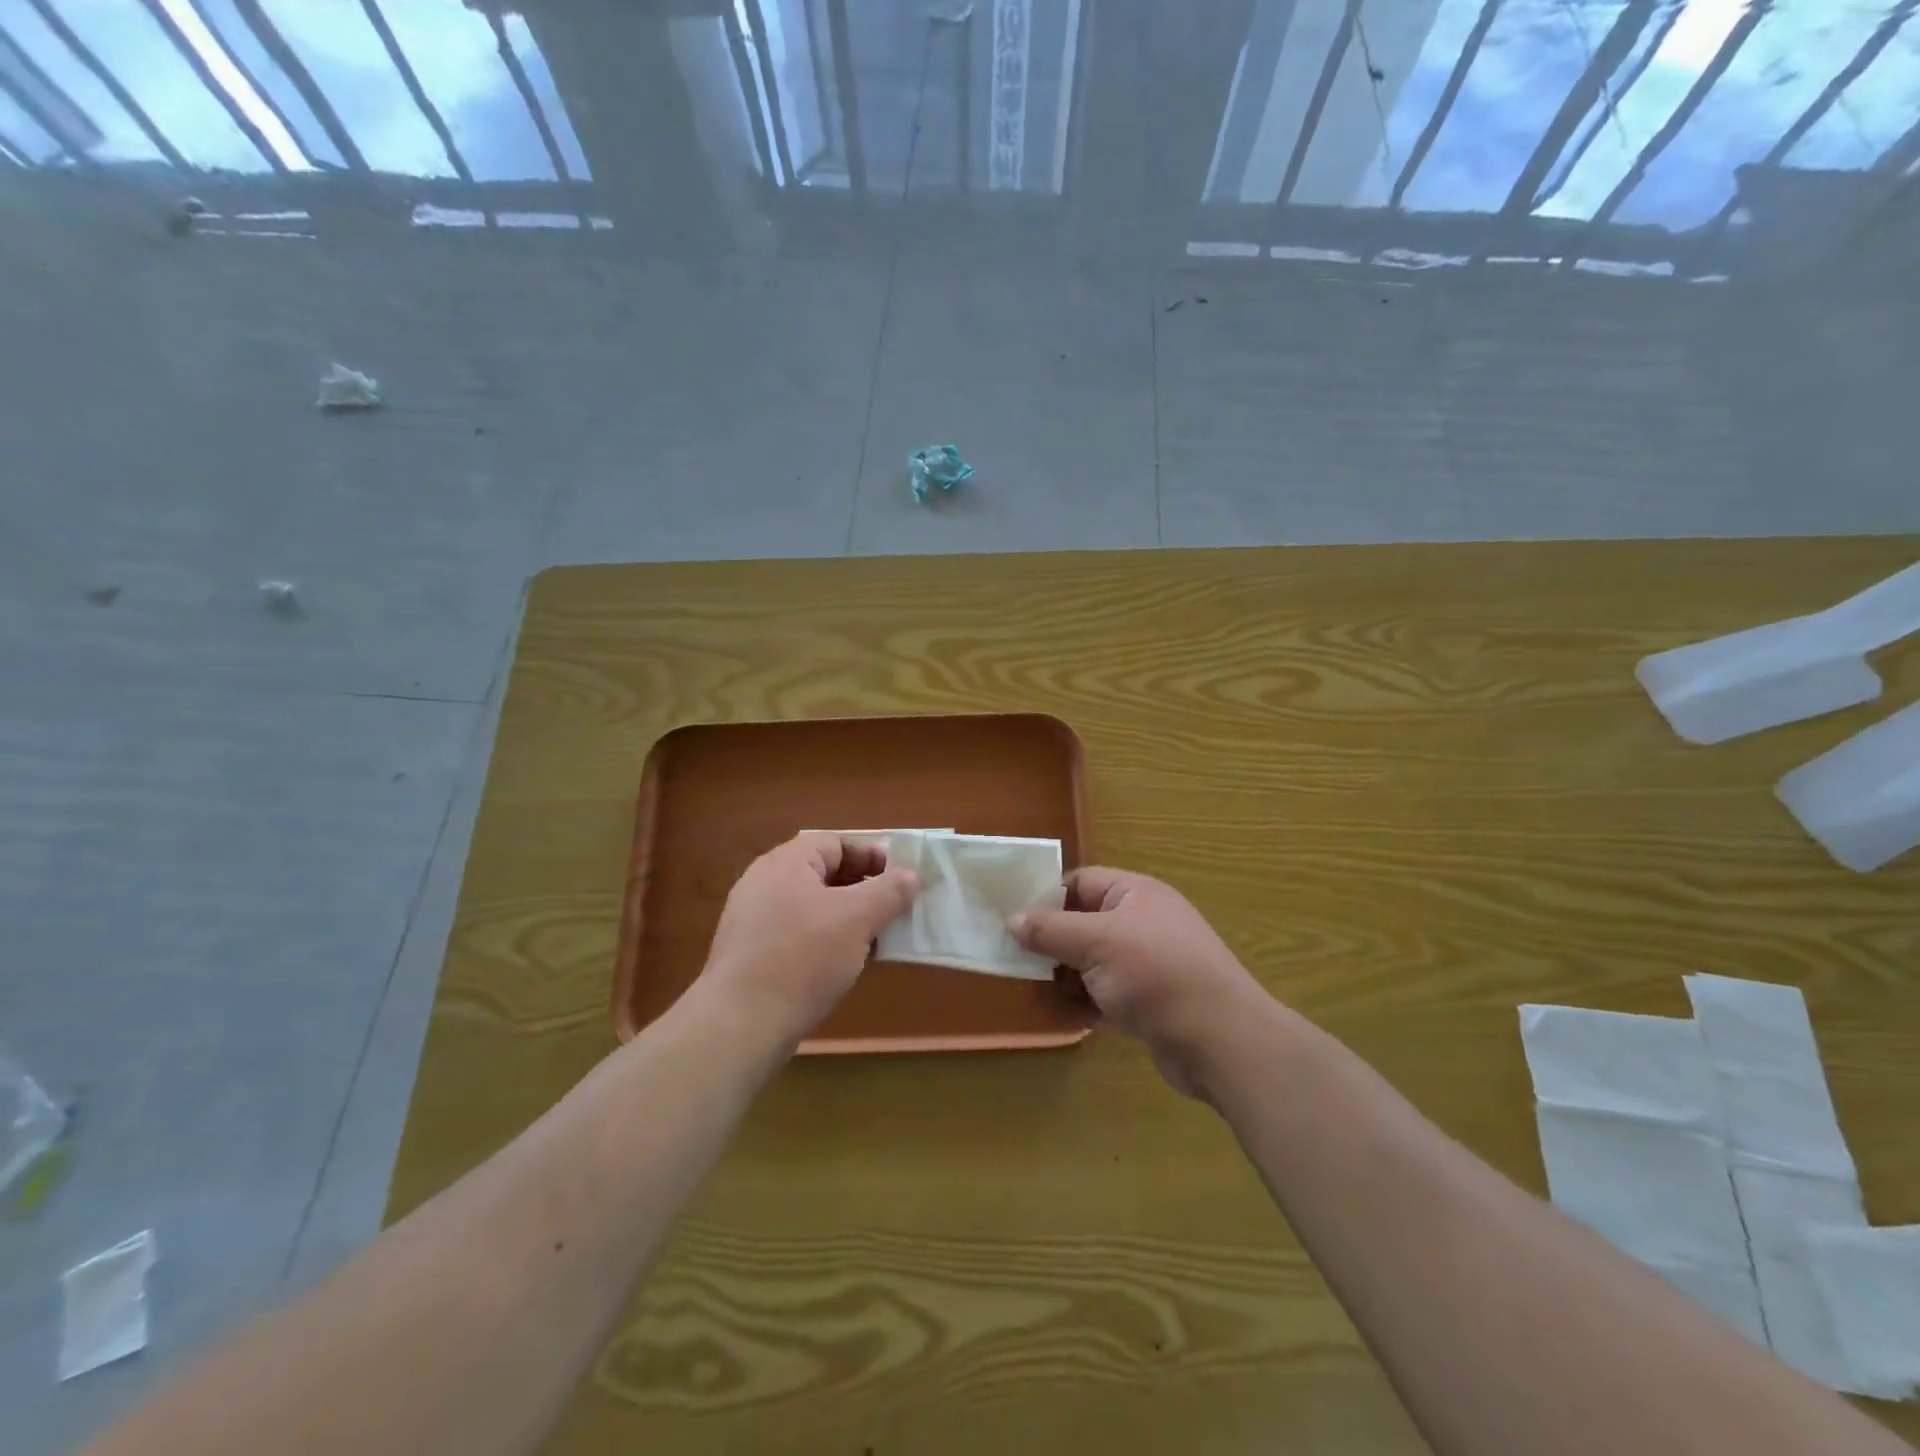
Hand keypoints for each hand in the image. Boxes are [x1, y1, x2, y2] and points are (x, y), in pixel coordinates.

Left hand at [700, 832, 919, 1041]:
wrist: (741, 1024)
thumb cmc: (803, 957)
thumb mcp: (857, 918)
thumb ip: (889, 891)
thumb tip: (911, 876)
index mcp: (786, 863)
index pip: (836, 843)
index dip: (872, 856)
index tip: (902, 879)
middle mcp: (765, 884)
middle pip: (825, 875)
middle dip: (864, 890)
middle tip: (896, 910)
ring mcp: (755, 922)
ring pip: (814, 909)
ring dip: (849, 920)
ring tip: (878, 940)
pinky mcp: (753, 956)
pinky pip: (799, 936)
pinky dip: (827, 943)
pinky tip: (847, 966)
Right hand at [1011, 867, 1267, 1097]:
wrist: (1220, 1041)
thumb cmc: (1156, 973)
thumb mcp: (1096, 942)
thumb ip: (1050, 929)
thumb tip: (1012, 919)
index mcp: (1134, 894)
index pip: (1080, 883)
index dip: (1045, 897)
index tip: (1010, 917)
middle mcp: (1140, 923)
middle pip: (1081, 924)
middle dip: (1048, 943)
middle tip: (1011, 959)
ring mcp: (1144, 965)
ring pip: (1089, 963)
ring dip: (1061, 977)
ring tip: (1029, 991)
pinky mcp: (1146, 1003)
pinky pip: (1102, 995)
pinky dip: (1081, 1003)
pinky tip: (1056, 1015)